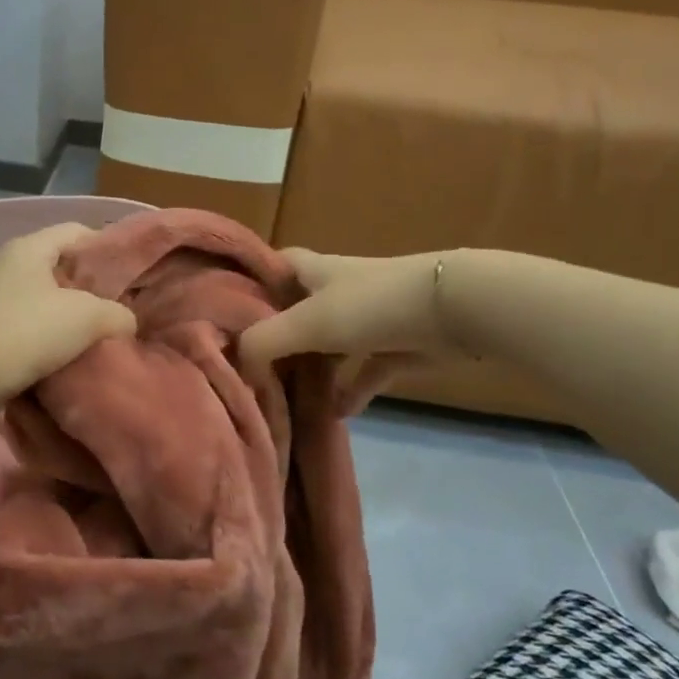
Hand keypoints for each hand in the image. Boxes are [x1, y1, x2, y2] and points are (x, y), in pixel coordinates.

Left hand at [0, 223, 137, 412]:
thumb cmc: (29, 331)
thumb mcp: (89, 316)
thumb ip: (117, 314)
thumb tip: (124, 322)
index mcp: (30, 248)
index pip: (76, 231)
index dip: (107, 247)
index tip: (131, 274)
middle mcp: (11, 267)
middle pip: (62, 268)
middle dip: (92, 288)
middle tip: (122, 309)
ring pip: (48, 302)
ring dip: (73, 319)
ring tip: (103, 337)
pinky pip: (32, 329)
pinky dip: (53, 342)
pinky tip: (75, 358)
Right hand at [240, 249, 471, 410]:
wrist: (453, 310)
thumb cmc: (370, 306)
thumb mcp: (307, 322)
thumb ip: (264, 342)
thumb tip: (238, 364)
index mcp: (313, 271)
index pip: (274, 264)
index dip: (252, 278)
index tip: (225, 305)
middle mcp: (337, 290)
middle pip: (298, 308)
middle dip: (276, 333)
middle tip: (248, 363)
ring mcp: (369, 319)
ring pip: (330, 344)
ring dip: (312, 368)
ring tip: (284, 396)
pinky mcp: (396, 346)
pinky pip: (364, 371)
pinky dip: (350, 391)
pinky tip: (335, 415)